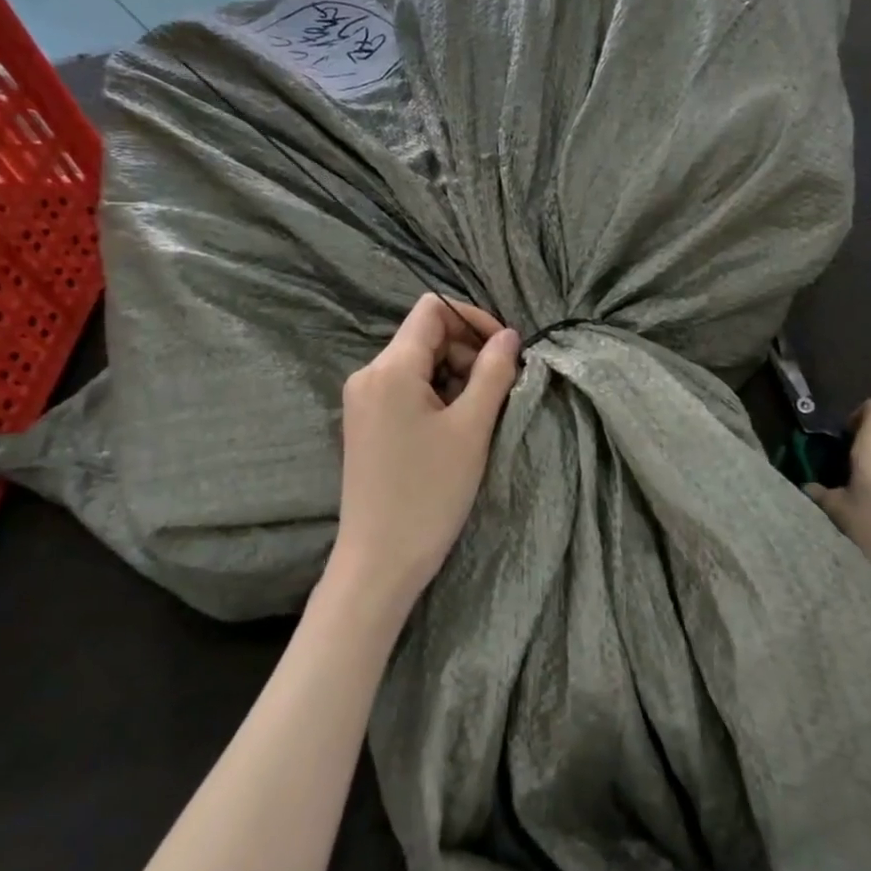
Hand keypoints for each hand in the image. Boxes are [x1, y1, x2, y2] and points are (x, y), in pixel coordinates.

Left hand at [331, 294, 520, 614]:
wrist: (379, 560)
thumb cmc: (430, 492)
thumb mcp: (472, 428)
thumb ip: (493, 372)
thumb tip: (508, 336)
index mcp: (391, 368)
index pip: (433, 310)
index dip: (473, 318)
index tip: (504, 350)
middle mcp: (369, 374)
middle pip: (426, 336)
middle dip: (467, 353)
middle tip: (497, 392)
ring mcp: (362, 400)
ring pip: (417, 364)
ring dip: (454, 377)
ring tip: (477, 417)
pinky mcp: (364, 423)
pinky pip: (404, 389)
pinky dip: (435, 396)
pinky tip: (453, 430)